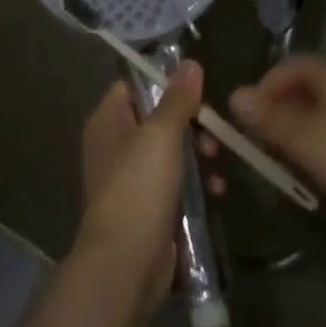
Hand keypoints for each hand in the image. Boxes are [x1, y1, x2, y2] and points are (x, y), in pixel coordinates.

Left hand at [77, 64, 218, 307]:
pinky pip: (176, 182)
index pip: (135, 86)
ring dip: (199, 155)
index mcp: (108, 120)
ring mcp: (130, 178)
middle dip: (191, 124)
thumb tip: (189, 63)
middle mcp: (115, 144)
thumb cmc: (138, 187)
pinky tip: (217, 190)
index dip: (165, 84)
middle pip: (158, 118)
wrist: (126, 263)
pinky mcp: (148, 206)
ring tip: (216, 164)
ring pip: (171, 151)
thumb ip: (177, 99)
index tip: (197, 91)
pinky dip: (196, 183)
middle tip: (213, 135)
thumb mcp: (161, 135)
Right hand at [229, 56, 325, 228]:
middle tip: (264, 142)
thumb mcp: (303, 140)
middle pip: (305, 87)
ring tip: (288, 159)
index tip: (249, 118)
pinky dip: (322, 141)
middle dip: (280, 111)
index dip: (264, 87)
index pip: (289, 66)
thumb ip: (268, 118)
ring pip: (323, 109)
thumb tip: (234, 95)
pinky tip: (321, 169)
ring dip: (299, 129)